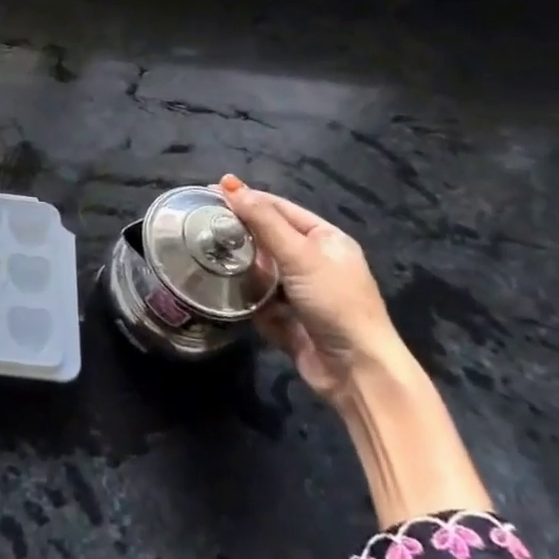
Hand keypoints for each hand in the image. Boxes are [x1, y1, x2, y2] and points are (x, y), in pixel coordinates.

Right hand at [218, 175, 404, 407]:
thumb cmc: (335, 302)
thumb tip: (230, 184)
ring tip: (205, 256)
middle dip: (240, 233)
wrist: (357, 373)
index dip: (247, 198)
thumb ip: (263, 220)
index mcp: (325, 239)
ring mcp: (300, 293)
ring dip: (240, 267)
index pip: (279, 208)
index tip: (210, 192)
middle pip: (268, 238)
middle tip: (202, 225)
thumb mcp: (300, 255)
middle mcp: (313, 262)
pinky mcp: (288, 320)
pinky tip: (222, 291)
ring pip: (260, 270)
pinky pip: (259, 300)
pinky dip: (245, 297)